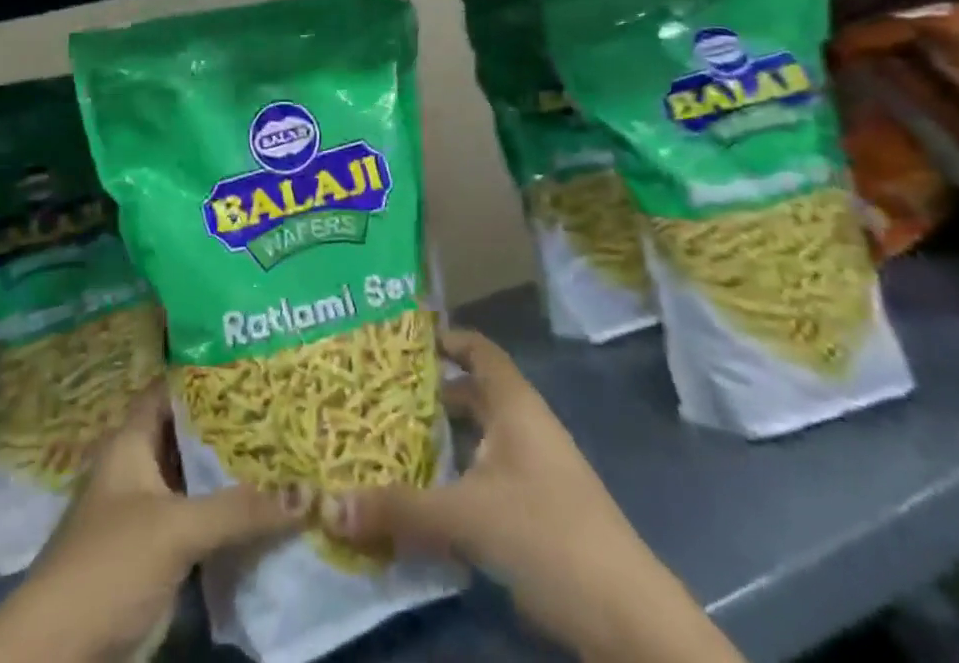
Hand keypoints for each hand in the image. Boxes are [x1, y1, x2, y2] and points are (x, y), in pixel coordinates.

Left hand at [0, 384, 309, 662]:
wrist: (57, 656)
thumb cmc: (109, 565)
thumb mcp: (176, 528)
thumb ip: (239, 508)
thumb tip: (308, 492)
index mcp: (130, 441)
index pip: (171, 389)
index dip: (206, 374)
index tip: (252, 363)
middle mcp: (137, 467)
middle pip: (188, 434)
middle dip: (231, 425)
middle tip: (282, 408)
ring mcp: (144, 513)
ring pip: (195, 480)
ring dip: (231, 473)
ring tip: (286, 451)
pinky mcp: (153, 555)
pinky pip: (196, 521)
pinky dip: (225, 515)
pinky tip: (266, 509)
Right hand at [323, 328, 739, 662]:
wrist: (630, 621)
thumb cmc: (549, 537)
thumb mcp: (467, 518)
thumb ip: (399, 510)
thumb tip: (328, 503)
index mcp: (515, 406)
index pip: (479, 350)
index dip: (445, 338)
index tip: (400, 339)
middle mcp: (525, 429)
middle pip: (474, 395)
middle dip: (431, 393)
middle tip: (379, 393)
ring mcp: (536, 473)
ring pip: (480, 441)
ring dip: (442, 442)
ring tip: (390, 443)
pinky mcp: (539, 515)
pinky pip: (487, 479)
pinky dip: (457, 480)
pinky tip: (425, 501)